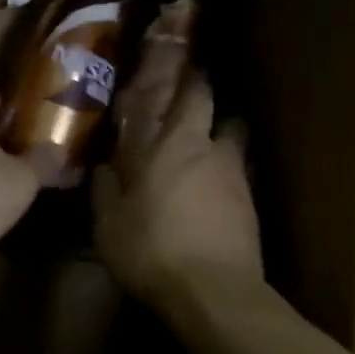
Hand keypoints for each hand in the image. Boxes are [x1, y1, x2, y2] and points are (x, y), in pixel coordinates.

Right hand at [93, 74, 263, 305]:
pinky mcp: (251, 199)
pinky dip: (229, 165)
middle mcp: (203, 147)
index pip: (176, 94)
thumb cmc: (150, 251)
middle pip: (209, 102)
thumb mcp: (108, 226)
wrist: (213, 291)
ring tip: (208, 135)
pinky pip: (239, 166)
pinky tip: (218, 181)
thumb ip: (105, 190)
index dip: (175, 75)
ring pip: (232, 131)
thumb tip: (103, 167)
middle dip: (201, 88)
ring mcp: (232, 172)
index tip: (171, 62)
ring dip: (222, 126)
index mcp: (165, 145)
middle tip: (191, 86)